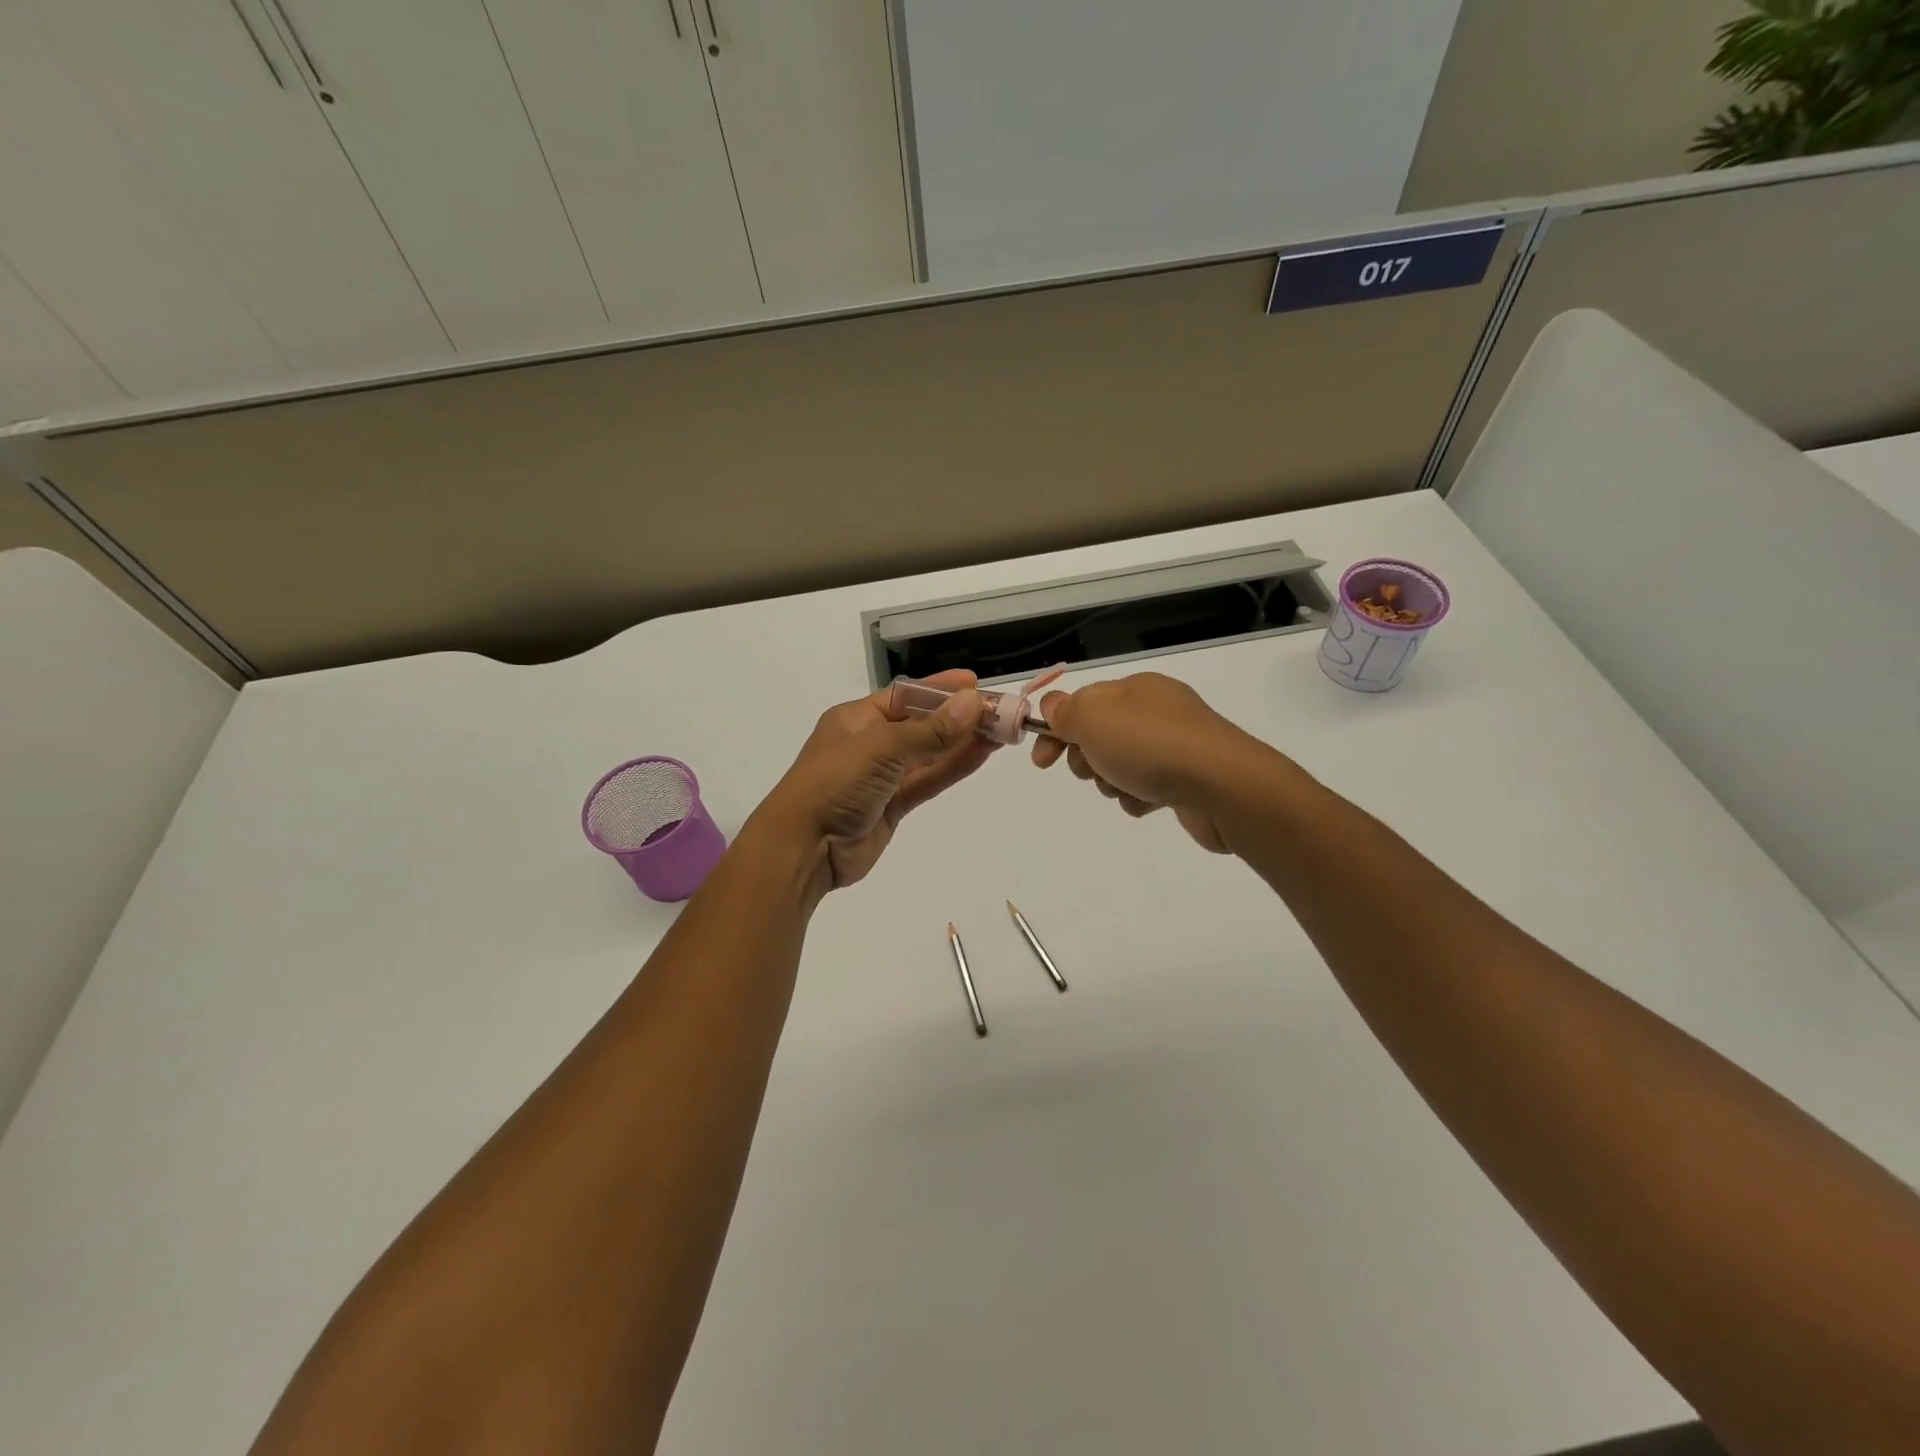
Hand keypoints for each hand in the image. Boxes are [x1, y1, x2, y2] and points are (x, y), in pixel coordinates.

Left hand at [755, 670, 993, 896]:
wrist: (803, 849)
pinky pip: (928, 780)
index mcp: (856, 719)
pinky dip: (953, 768)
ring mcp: (882, 776)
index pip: (905, 696)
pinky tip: (981, 754)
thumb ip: (930, 731)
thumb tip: (972, 703)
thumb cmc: (834, 784)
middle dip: (959, 717)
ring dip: (962, 742)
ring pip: (929, 754)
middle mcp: (870, 743)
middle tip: (1001, 711)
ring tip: (1002, 731)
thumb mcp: (881, 749)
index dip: (939, 689)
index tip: (974, 683)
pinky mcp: (893, 806)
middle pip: (922, 724)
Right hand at [1030, 673, 1254, 853]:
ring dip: (1112, 781)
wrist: (1222, 786)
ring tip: (1128, 787)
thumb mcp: (1093, 717)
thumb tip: (1054, 706)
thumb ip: (1065, 710)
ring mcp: (1176, 745)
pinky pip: (1147, 788)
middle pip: (1100, 736)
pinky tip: (1150, 802)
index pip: (1081, 703)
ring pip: (1120, 766)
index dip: (1055, 730)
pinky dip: (1140, 798)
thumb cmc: (1150, 745)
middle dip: (1087, 758)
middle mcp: (1157, 711)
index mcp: (1135, 689)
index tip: (1042, 761)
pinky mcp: (1189, 779)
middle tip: (1094, 768)